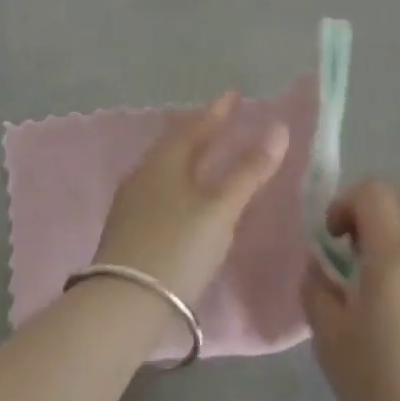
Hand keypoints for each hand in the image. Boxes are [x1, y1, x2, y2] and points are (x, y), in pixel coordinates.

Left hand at [94, 92, 289, 307]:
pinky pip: (158, 190)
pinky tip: (185, 200)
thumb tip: (279, 128)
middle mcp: (144, 172)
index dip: (218, 110)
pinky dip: (178, 184)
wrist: (120, 306)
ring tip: (206, 158)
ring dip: (188, 159)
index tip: (234, 94)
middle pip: (177, 144)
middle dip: (201, 132)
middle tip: (222, 123)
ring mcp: (131, 202)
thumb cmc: (177, 247)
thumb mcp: (221, 210)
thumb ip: (250, 171)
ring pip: (165, 168)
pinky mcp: (126, 230)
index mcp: (166, 160)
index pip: (196, 125)